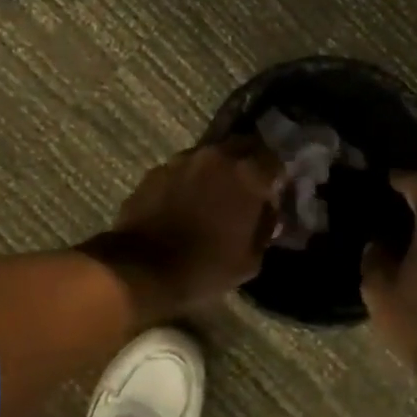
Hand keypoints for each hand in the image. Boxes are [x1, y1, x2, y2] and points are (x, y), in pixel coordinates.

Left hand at [80, 139, 282, 322]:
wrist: (141, 270)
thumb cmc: (204, 268)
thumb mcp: (250, 260)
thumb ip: (264, 228)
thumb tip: (268, 212)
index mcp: (247, 175)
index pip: (274, 159)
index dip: (276, 175)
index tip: (274, 191)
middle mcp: (217, 157)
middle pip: (242, 145)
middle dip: (248, 161)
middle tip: (247, 186)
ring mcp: (183, 160)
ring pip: (209, 155)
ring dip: (216, 170)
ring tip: (212, 195)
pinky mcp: (156, 171)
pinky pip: (182, 169)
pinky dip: (188, 181)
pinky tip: (184, 202)